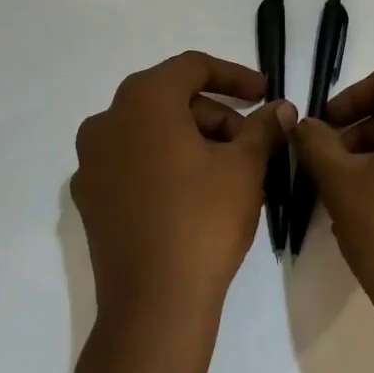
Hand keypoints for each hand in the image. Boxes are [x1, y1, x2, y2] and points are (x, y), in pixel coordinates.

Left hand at [72, 51, 293, 335]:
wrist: (154, 305)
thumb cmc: (203, 219)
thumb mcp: (245, 166)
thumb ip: (264, 128)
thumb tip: (282, 108)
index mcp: (143, 101)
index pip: (193, 67)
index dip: (235, 76)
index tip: (266, 94)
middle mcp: (107, 121)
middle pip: (172, 100)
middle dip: (218, 116)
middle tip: (254, 143)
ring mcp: (92, 162)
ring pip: (153, 133)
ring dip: (196, 141)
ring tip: (235, 174)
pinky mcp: (91, 199)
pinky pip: (135, 163)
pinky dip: (168, 165)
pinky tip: (200, 194)